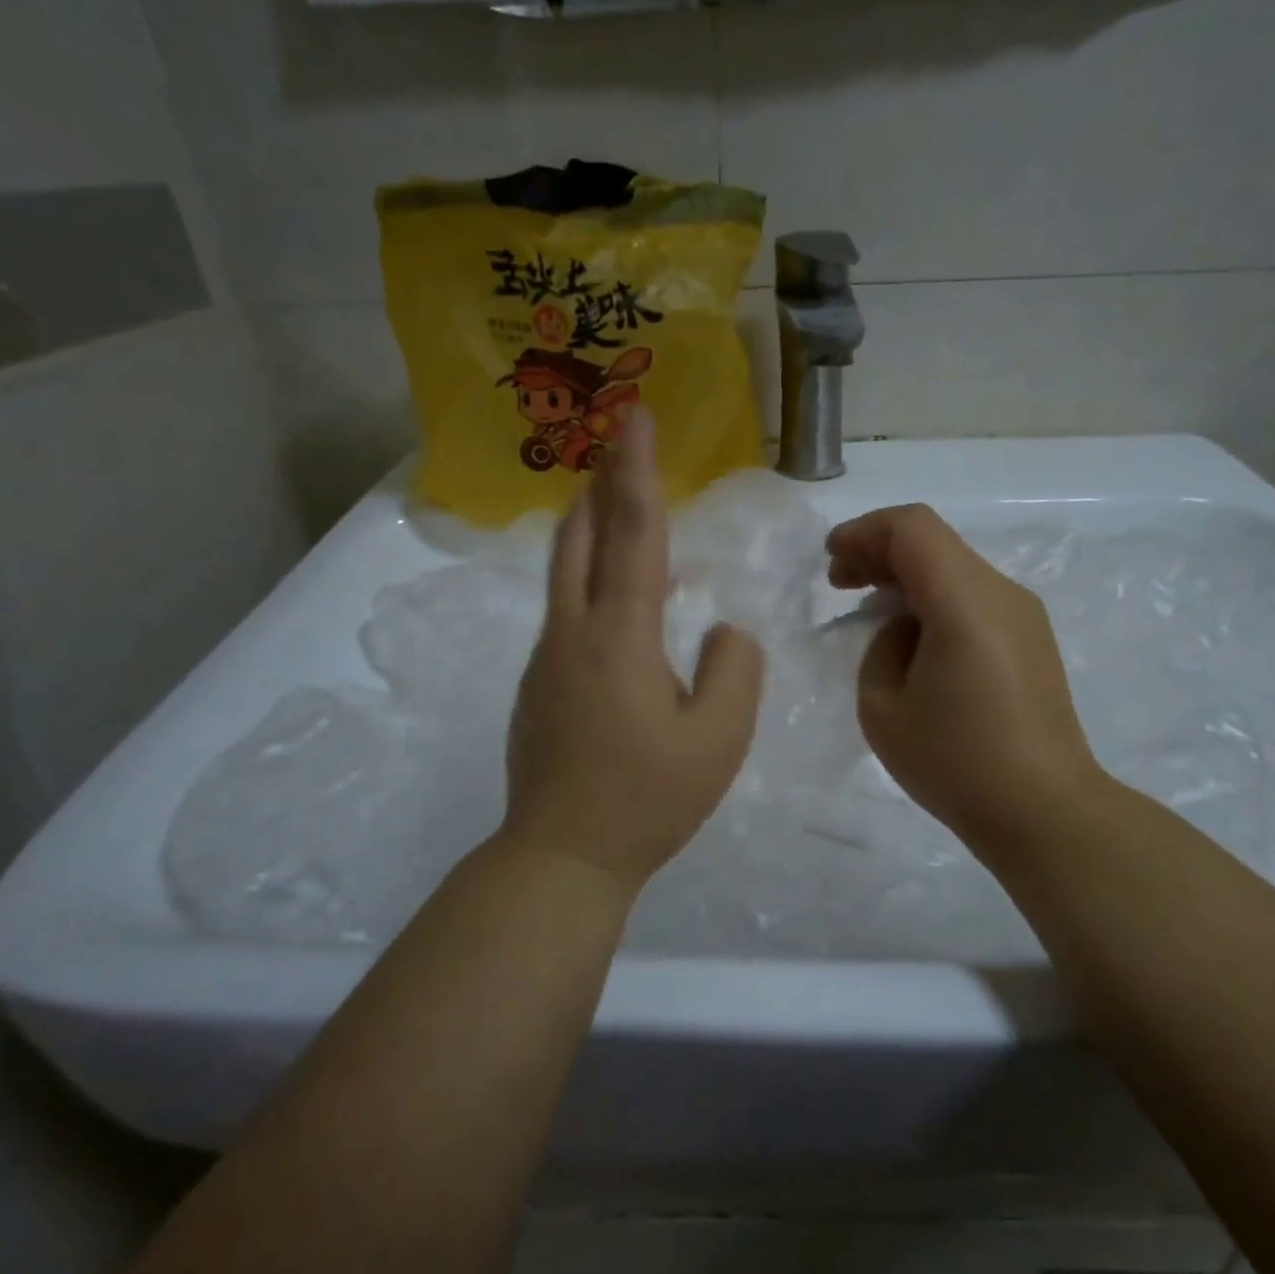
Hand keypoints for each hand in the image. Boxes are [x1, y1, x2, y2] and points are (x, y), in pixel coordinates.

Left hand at [501, 412, 764, 891]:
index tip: (634, 416)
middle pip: (579, 536)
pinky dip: (588, 577)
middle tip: (614, 441)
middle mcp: (573, 632)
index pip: (631, 533)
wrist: (561, 857)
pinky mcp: (540, 685)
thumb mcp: (719, 739)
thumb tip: (722, 630)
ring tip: (611, 502)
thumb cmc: (647, 799)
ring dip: (587, 526)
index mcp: (619, 636)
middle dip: (599, 482)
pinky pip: (567, 610)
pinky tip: (616, 598)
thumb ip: (734, 669)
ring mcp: (548, 659)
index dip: (636, 470)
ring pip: (564, 571)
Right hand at [826, 504, 1104, 860]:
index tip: (830, 559)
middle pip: (934, 541)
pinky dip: (932, 596)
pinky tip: (910, 634)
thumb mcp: (883, 708)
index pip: (912, 529)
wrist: (1044, 811)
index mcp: (965, 603)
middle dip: (878, 551)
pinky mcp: (1030, 637)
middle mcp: (1001, 594)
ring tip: (870, 608)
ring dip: (905, 574)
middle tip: (839, 582)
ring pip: (953, 565)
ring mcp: (1023, 614)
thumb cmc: (955, 763)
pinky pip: (972, 594)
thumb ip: (882, 646)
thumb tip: (904, 628)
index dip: (863, 532)